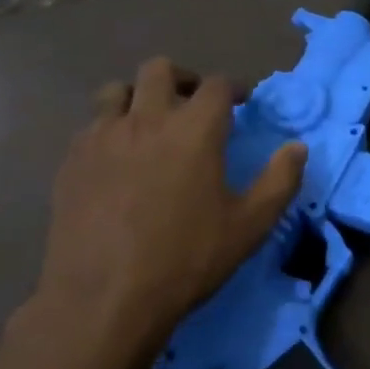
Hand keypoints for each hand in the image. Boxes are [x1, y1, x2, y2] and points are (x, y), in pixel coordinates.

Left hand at [31, 58, 306, 364]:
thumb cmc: (185, 259)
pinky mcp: (72, 161)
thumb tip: (297, 147)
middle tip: (193, 105)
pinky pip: (91, 126)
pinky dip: (109, 129)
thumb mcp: (249, 226)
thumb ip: (280, 181)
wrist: (103, 298)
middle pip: (160, 70)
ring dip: (138, 97)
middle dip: (182, 79)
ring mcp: (103, 137)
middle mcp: (147, 119)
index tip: (240, 102)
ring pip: (117, 90)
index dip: (232, 88)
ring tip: (149, 125)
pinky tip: (116, 160)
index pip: (216, 84)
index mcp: (195, 129)